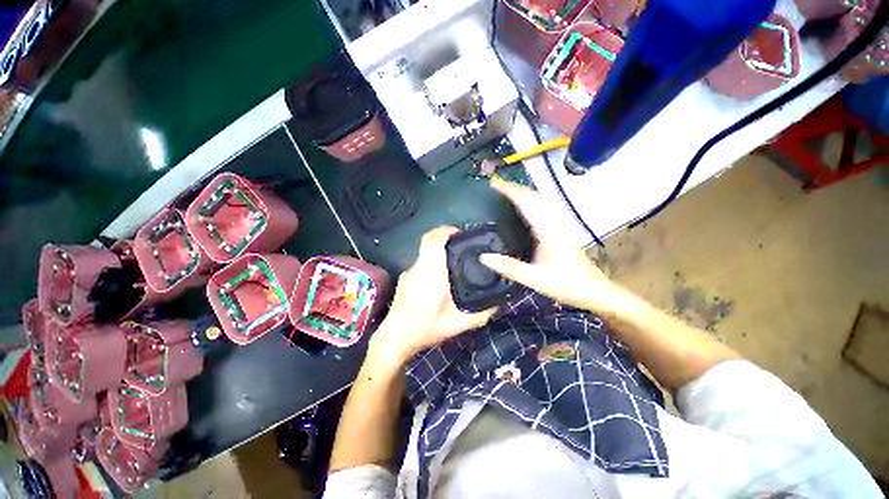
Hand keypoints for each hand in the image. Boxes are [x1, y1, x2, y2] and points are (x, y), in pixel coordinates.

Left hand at [371, 227, 495, 364]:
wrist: (395, 338)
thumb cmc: (426, 329)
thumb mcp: (458, 325)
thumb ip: (480, 314)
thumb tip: (498, 302)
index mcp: (430, 273)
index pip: (433, 240)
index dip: (447, 231)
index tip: (461, 234)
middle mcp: (418, 267)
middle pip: (429, 240)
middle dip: (445, 236)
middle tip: (463, 245)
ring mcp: (409, 271)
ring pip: (425, 250)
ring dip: (439, 250)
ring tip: (455, 261)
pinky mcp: (405, 277)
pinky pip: (422, 261)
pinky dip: (433, 261)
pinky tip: (441, 277)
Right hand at [480, 177, 627, 315]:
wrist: (595, 291)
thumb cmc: (567, 285)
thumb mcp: (535, 279)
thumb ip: (509, 268)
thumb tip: (484, 257)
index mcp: (547, 231)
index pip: (526, 203)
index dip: (509, 190)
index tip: (494, 183)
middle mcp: (554, 223)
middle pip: (534, 197)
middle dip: (515, 187)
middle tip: (496, 186)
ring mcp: (560, 226)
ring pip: (540, 200)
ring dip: (523, 193)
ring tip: (508, 192)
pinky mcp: (561, 231)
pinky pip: (544, 208)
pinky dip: (531, 202)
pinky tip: (526, 208)